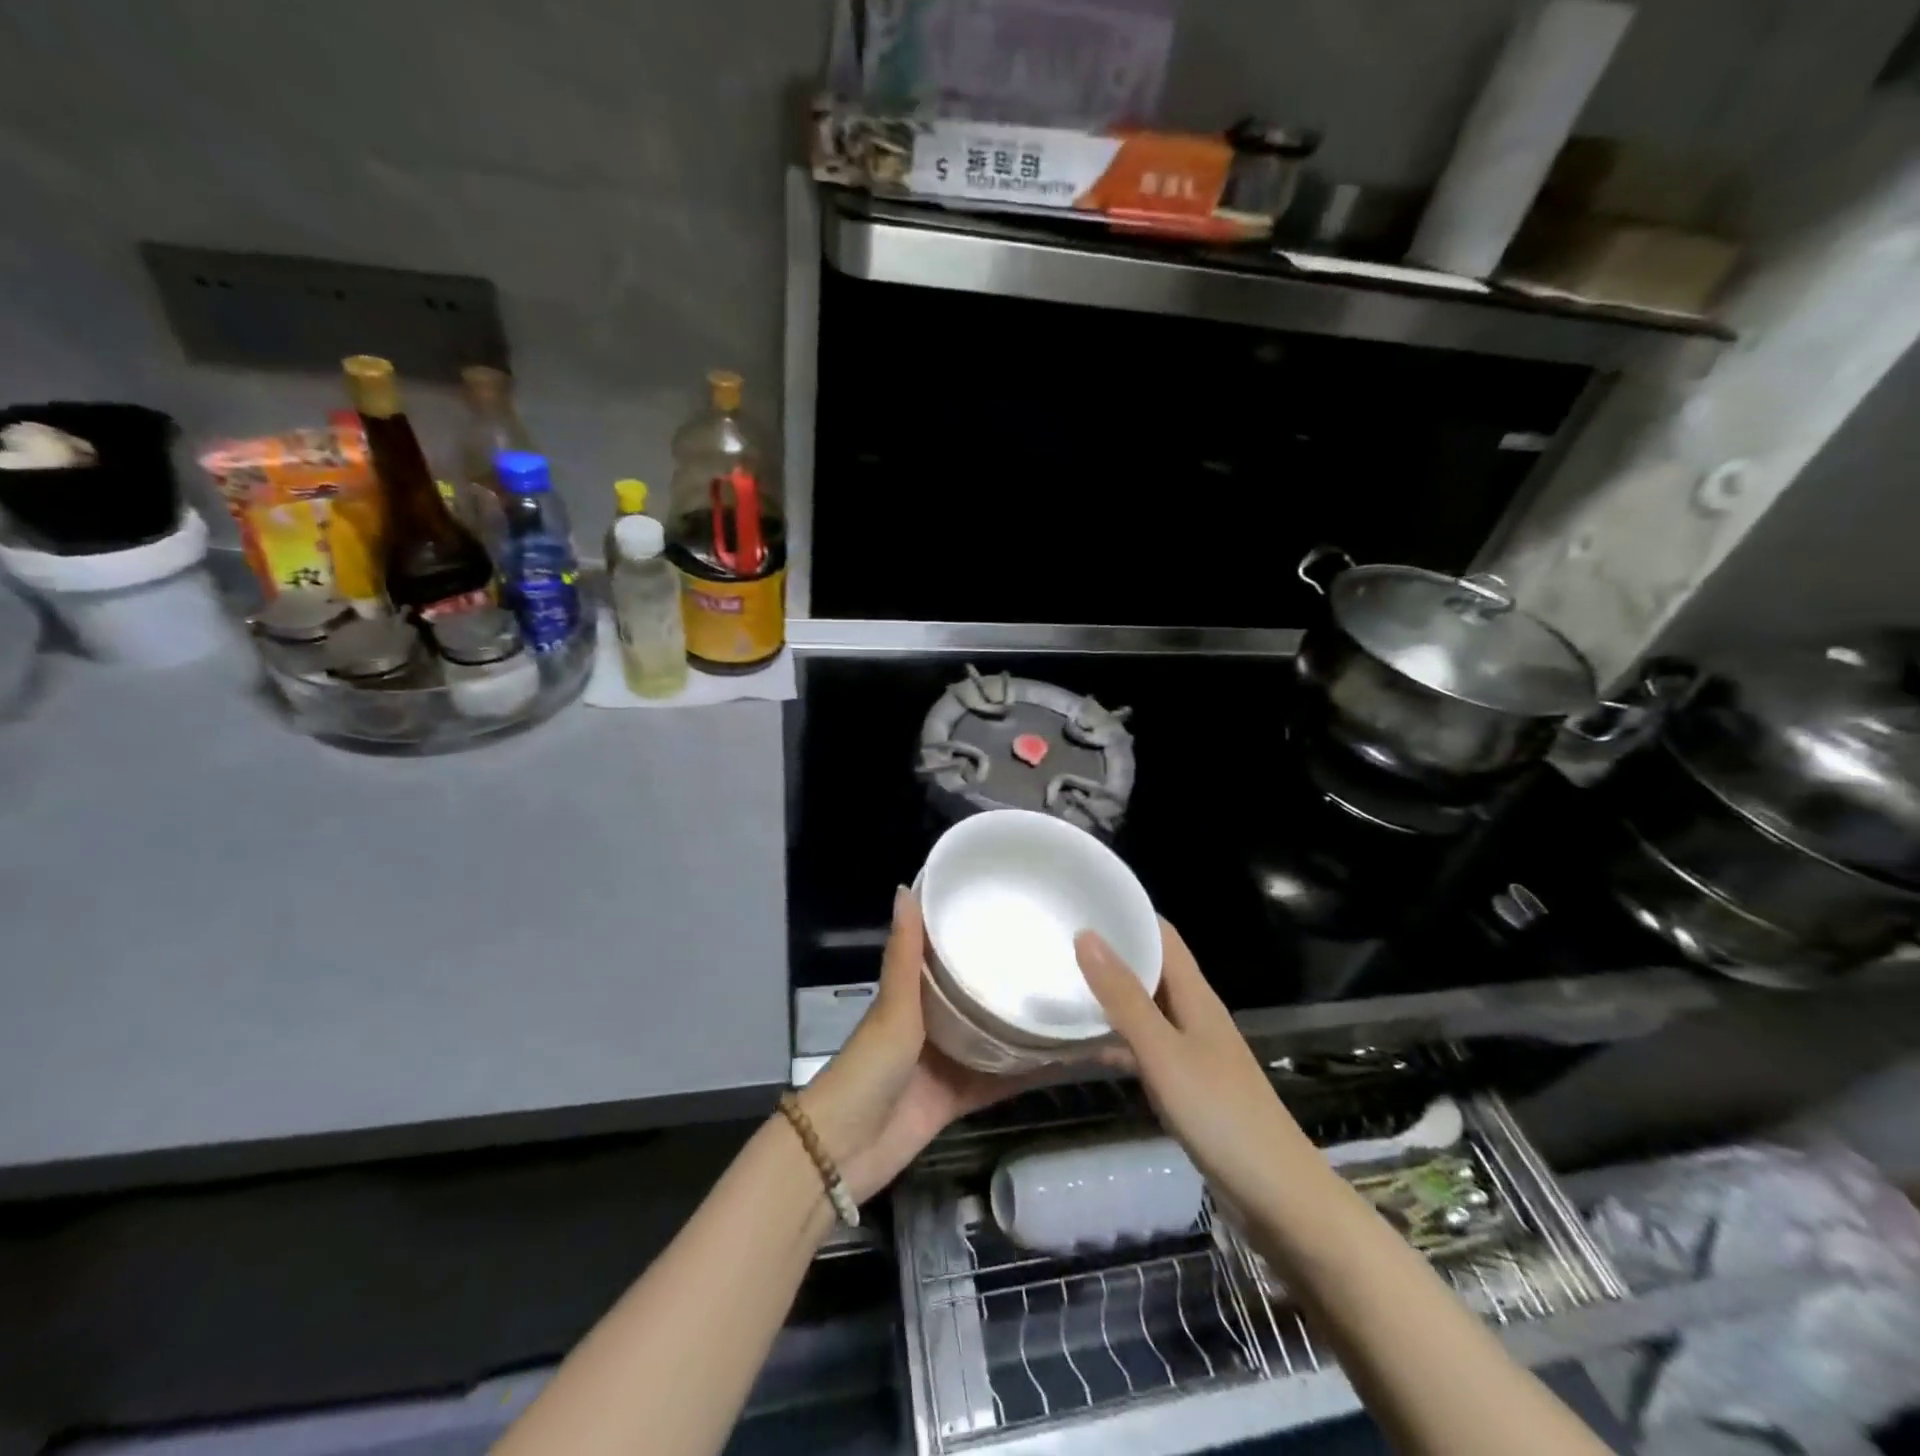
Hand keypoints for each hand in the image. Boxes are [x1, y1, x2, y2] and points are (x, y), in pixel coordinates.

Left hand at [799, 888, 1040, 1203]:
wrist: (845, 1152)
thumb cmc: (867, 1068)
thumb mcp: (893, 1007)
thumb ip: (904, 954)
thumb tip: (906, 886)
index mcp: (912, 995)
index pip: (945, 953)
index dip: (971, 931)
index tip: (1012, 906)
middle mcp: (931, 1023)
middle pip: (974, 995)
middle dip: (1007, 978)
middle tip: (1057, 953)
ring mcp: (945, 1062)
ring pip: (991, 1036)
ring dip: (1022, 1025)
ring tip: (1070, 999)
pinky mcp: (958, 1098)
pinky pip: (998, 1080)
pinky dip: (1026, 1073)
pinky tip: (1065, 1059)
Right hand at [1075, 920, 1309, 1211]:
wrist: (1278, 1199)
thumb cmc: (1221, 1114)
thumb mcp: (1164, 1052)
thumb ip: (1124, 997)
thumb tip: (1086, 935)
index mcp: (1195, 995)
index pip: (1162, 935)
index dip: (1129, 912)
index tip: (1084, 899)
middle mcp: (1194, 1014)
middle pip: (1151, 969)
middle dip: (1110, 951)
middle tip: (1057, 940)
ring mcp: (1191, 1052)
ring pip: (1144, 1009)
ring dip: (1109, 996)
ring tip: (1060, 984)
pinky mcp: (1186, 1086)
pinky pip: (1143, 1048)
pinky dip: (1115, 1041)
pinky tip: (1082, 1048)